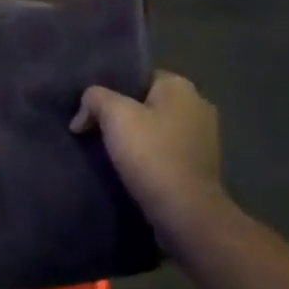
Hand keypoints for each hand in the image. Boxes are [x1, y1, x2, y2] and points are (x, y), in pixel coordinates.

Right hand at [71, 71, 223, 222]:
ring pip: (157, 129)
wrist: (185, 212)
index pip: (139, 76)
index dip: (112, 89)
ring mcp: (203, 138)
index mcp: (181, 87)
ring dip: (135, 138)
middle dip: (122, 115)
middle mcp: (198, 105)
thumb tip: (84, 111)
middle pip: (147, 102)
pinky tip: (128, 169)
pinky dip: (148, 157)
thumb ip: (95, 99)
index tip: (91, 108)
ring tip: (106, 151)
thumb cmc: (151, 154)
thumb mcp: (114, 116)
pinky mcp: (200, 166)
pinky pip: (165, 152)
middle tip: (93, 129)